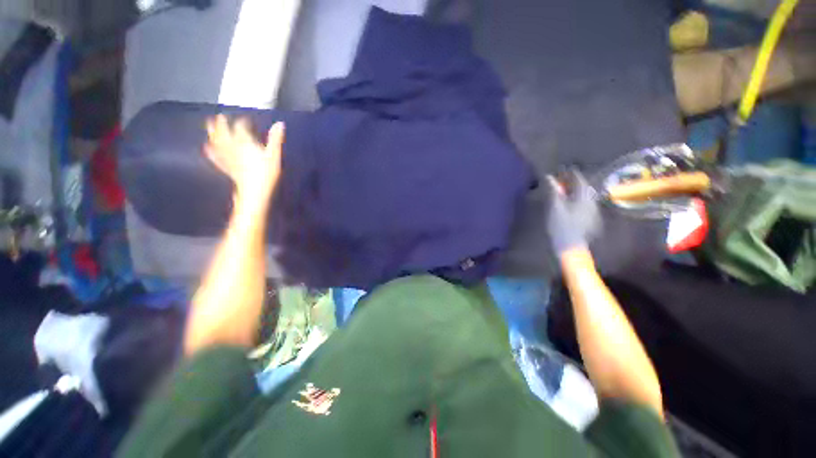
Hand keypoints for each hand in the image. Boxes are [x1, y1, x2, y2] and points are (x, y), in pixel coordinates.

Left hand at [205, 115, 284, 208]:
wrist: (253, 191)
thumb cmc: (266, 173)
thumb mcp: (274, 155)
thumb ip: (275, 139)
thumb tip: (280, 123)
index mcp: (244, 142)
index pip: (241, 127)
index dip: (243, 121)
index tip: (247, 119)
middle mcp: (232, 146)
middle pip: (223, 131)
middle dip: (222, 123)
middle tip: (221, 116)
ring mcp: (226, 157)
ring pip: (216, 141)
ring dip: (212, 132)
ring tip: (209, 125)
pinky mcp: (225, 167)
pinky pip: (215, 156)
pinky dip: (211, 151)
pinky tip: (207, 147)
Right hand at [546, 170, 600, 255]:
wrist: (570, 246)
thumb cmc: (562, 225)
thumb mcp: (555, 206)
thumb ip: (553, 190)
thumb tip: (548, 176)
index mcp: (584, 197)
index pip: (579, 180)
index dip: (571, 174)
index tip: (562, 170)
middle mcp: (592, 202)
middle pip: (584, 188)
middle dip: (573, 183)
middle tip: (562, 181)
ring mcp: (592, 211)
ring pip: (584, 196)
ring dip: (575, 192)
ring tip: (564, 191)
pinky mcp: (590, 219)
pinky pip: (584, 204)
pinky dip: (576, 200)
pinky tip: (569, 204)